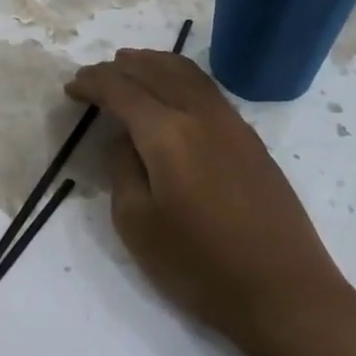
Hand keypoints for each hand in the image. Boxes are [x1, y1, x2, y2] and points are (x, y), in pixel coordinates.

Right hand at [66, 49, 350, 355]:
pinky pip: (207, 89)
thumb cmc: (199, 265)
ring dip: (153, 64)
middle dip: (120, 66)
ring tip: (130, 65)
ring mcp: (233, 124)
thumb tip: (126, 139)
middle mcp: (201, 114)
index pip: (122, 89)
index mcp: (168, 132)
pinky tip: (173, 92)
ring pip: (187, 73)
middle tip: (94, 74)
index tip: (71, 88)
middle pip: (156, 70)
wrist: (283, 291)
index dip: (93, 83)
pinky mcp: (251, 140)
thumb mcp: (136, 224)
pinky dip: (180, 77)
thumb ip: (122, 170)